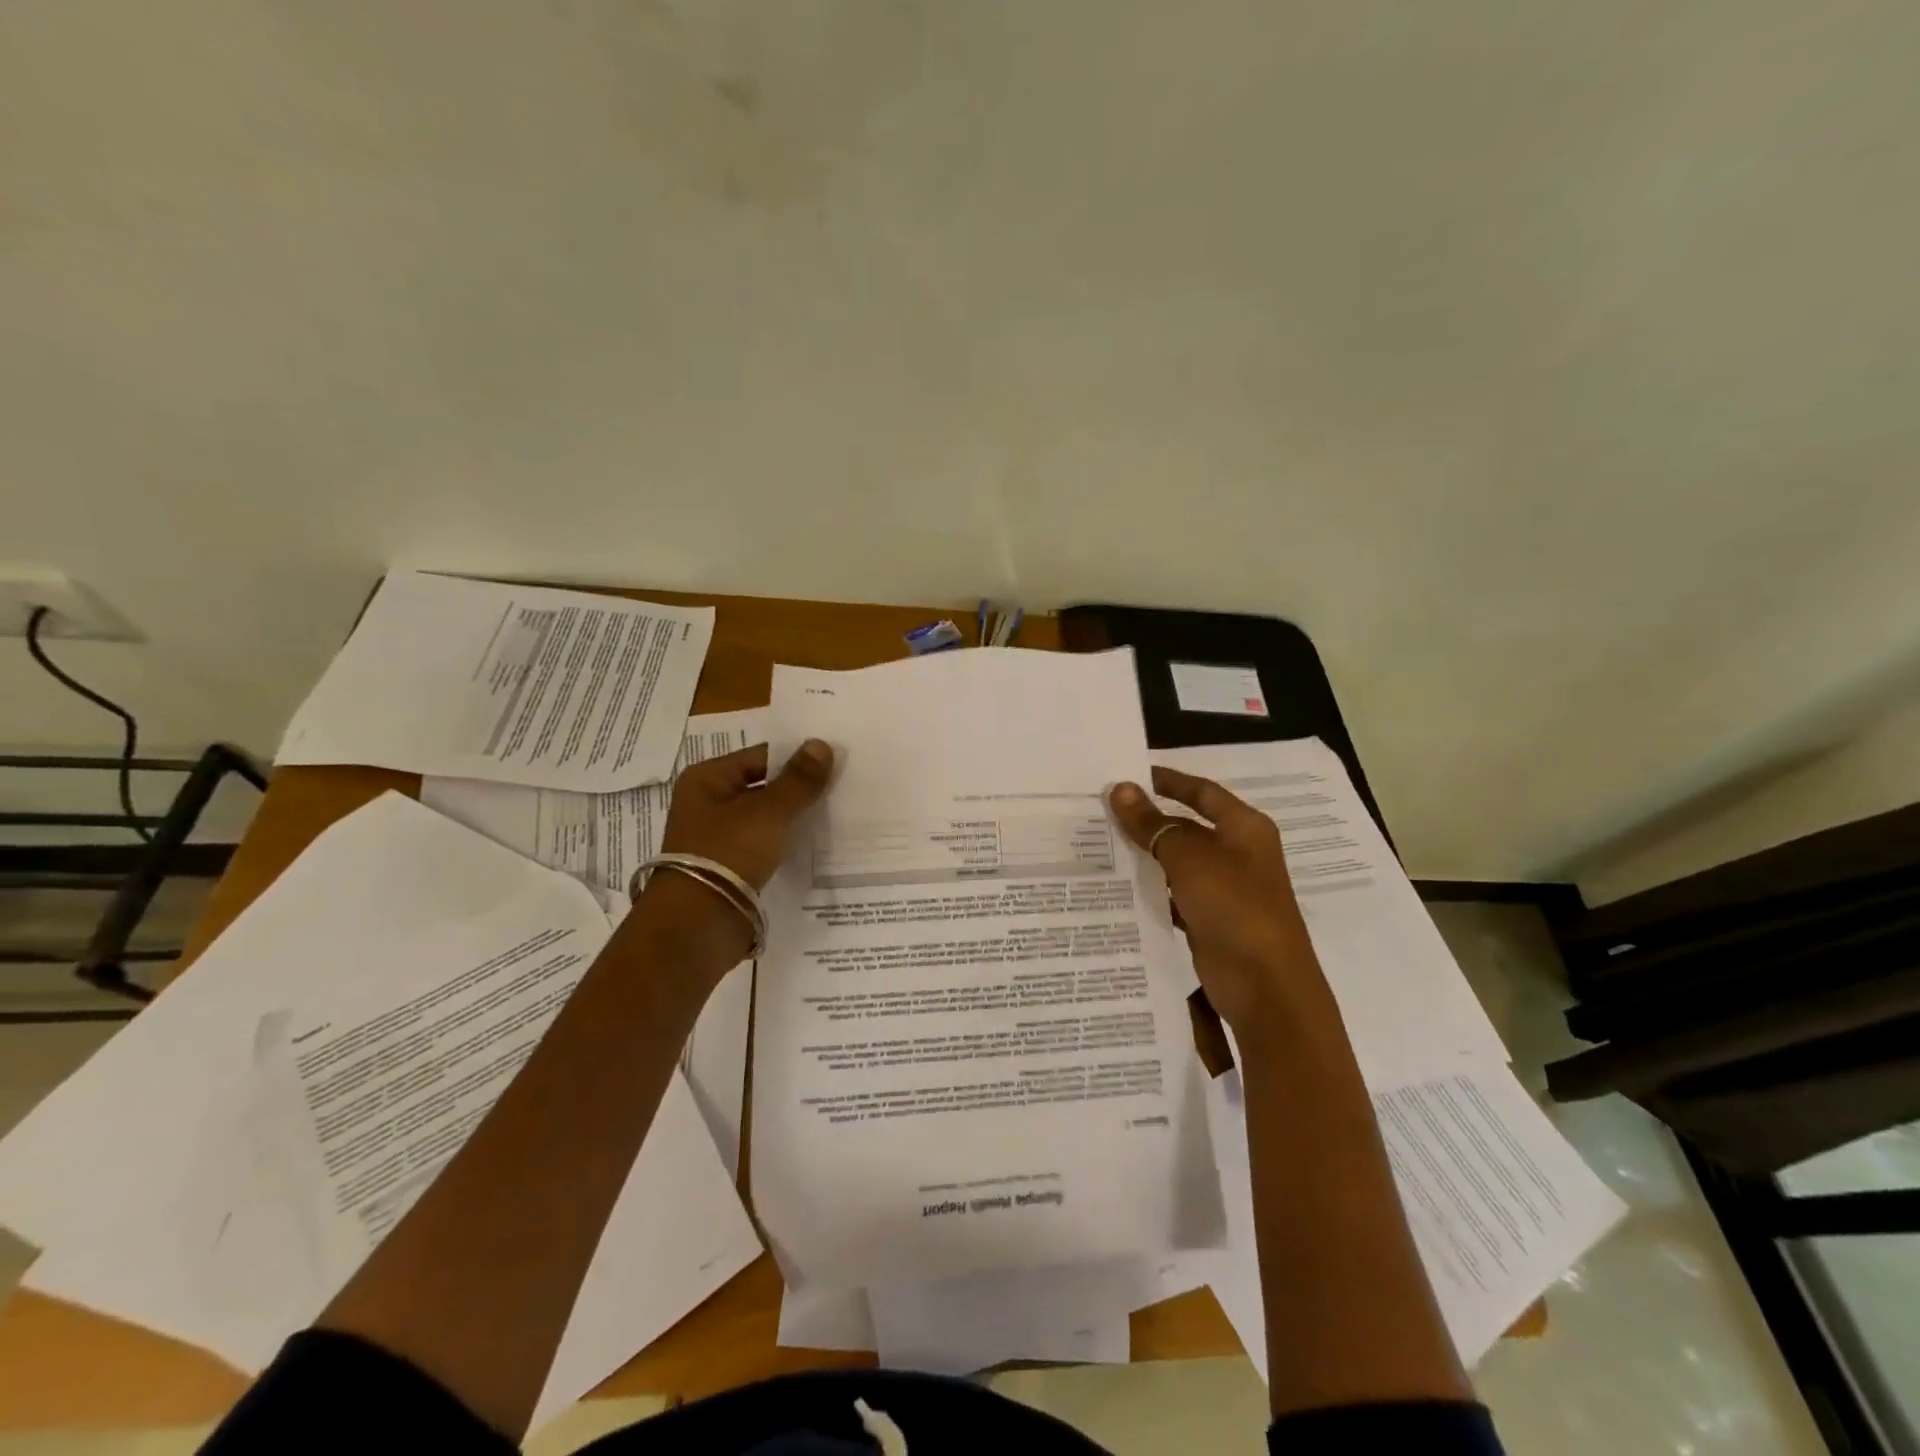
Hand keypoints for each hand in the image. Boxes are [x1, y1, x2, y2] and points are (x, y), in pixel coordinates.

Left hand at [629, 738, 833, 978]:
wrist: (698, 925)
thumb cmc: (728, 854)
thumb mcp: (769, 812)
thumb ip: (798, 780)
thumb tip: (821, 744)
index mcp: (707, 779)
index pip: (761, 756)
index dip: (797, 758)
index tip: (836, 763)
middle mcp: (708, 803)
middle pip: (764, 786)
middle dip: (800, 789)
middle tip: (844, 786)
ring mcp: (718, 837)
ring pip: (766, 818)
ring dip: (795, 818)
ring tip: (839, 813)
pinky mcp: (730, 866)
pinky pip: (765, 845)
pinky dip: (787, 843)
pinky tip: (818, 843)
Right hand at [1107, 767, 1323, 1031]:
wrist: (1265, 985)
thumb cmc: (1234, 906)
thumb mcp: (1188, 858)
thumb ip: (1152, 823)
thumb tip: (1120, 789)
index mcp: (1244, 828)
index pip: (1202, 792)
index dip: (1169, 781)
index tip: (1131, 774)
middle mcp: (1238, 853)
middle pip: (1187, 826)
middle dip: (1149, 819)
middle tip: (1103, 810)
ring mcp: (1226, 889)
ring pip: (1178, 862)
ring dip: (1146, 855)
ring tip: (1100, 844)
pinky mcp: (1211, 920)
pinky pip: (1175, 894)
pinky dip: (1151, 890)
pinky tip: (1118, 887)